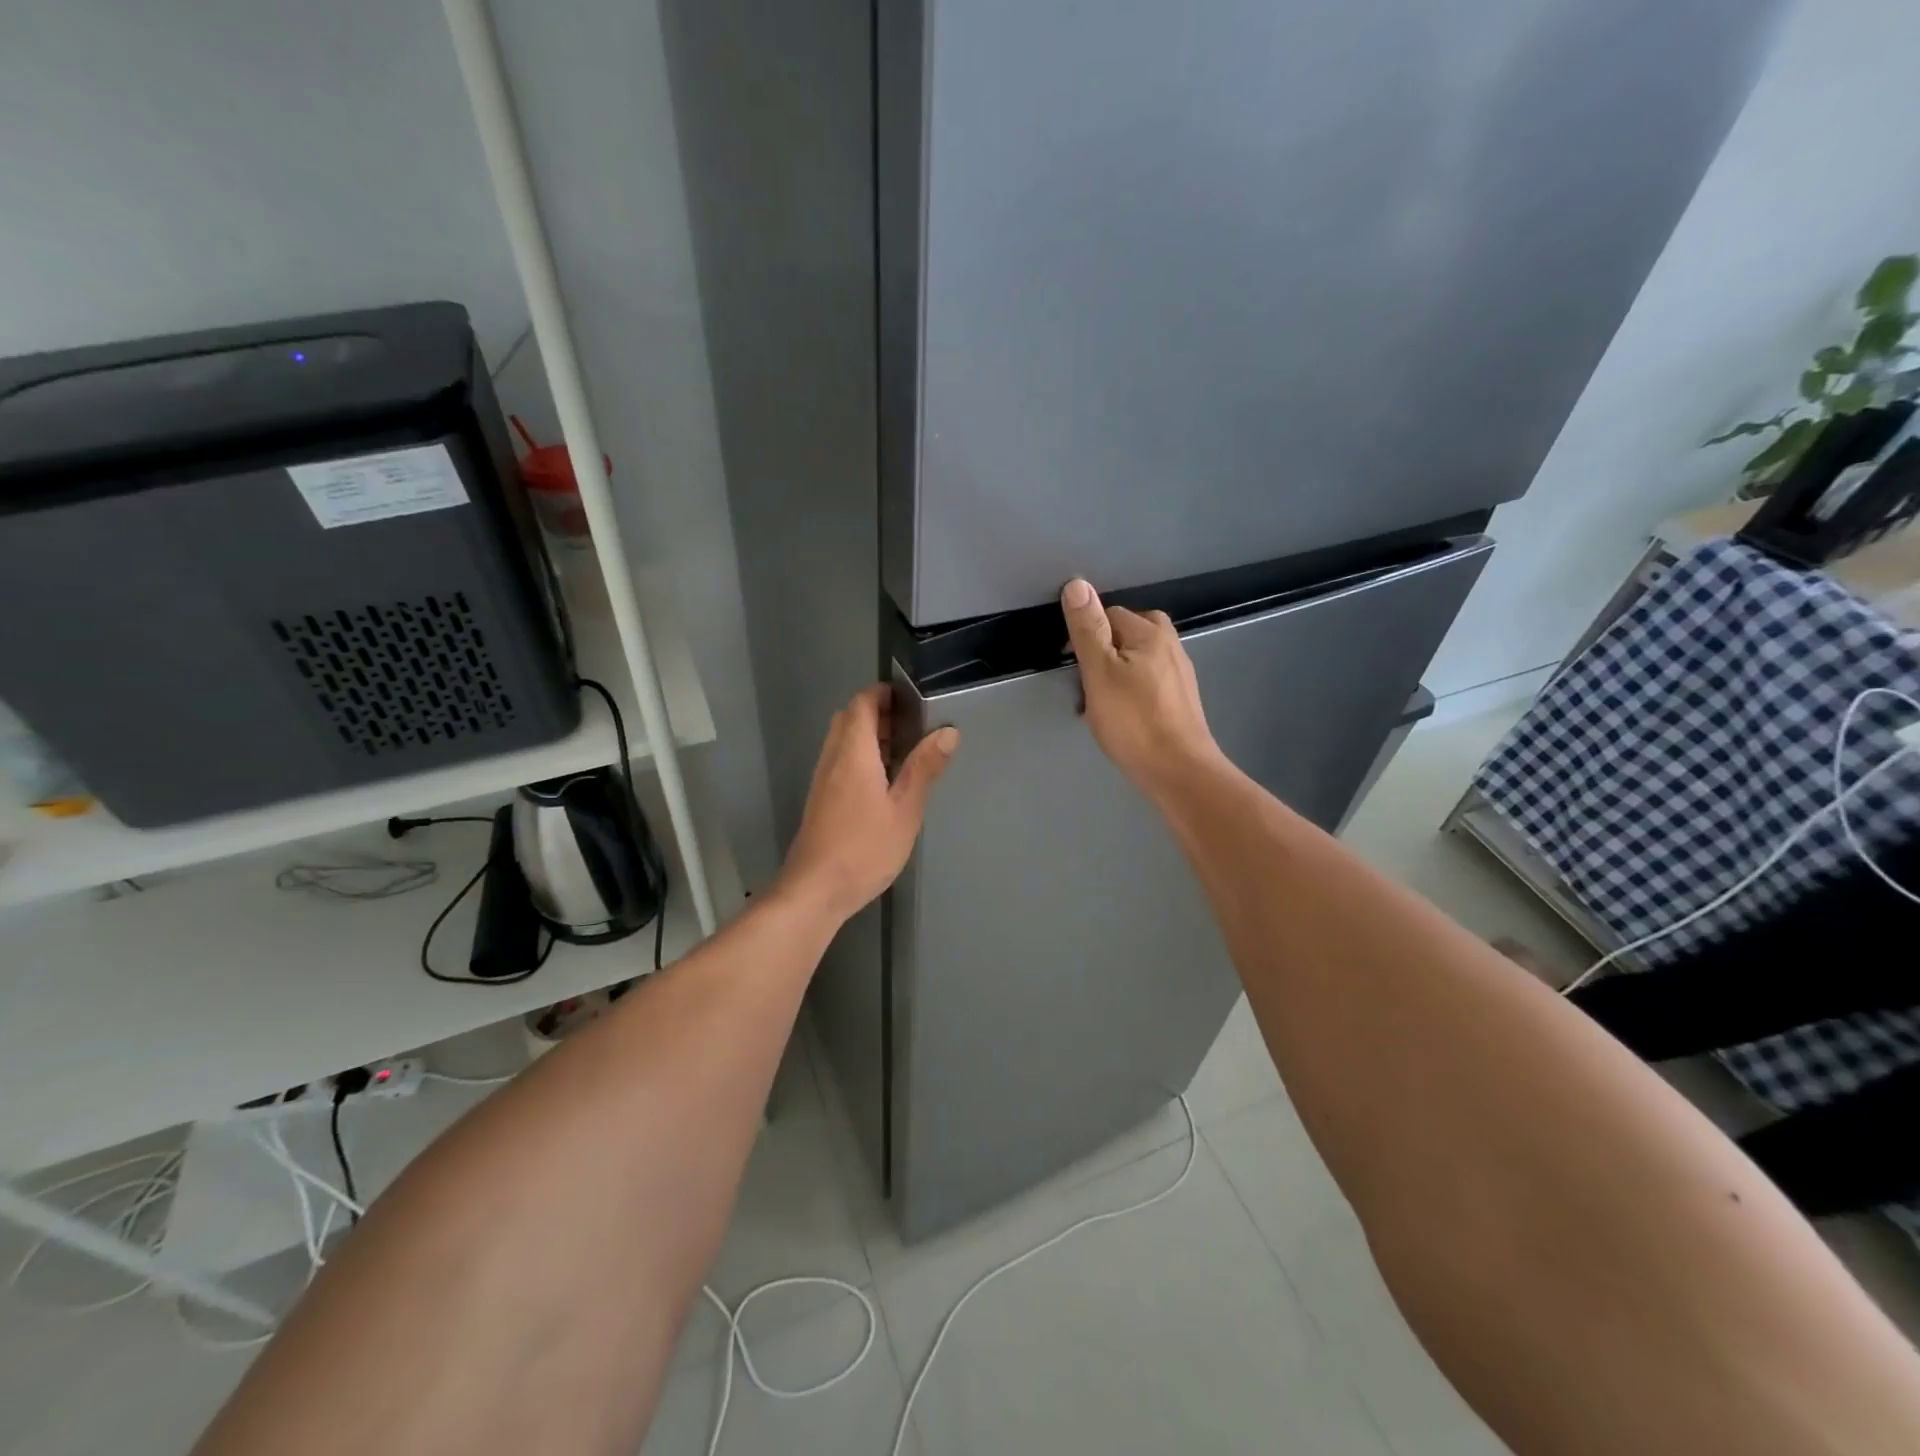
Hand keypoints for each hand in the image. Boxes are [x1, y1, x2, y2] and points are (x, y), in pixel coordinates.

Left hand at [775, 684, 959, 922]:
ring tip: (903, 754)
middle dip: (878, 714)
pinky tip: (882, 784)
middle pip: (849, 719)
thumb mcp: (905, 809)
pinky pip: (839, 762)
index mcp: (853, 753)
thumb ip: (924, 768)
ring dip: (869, 737)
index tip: (910, 698)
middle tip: (912, 727)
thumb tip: (948, 732)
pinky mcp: (820, 800)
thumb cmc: (864, 848)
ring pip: (842, 741)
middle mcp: (832, 758)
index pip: (862, 703)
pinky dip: (860, 758)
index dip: (883, 693)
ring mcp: (822, 780)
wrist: (815, 890)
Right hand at [1061, 578, 1221, 797]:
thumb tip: (1078, 584)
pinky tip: (1124, 714)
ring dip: (1117, 672)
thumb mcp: (1099, 673)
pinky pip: (1149, 681)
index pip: (1109, 615)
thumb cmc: (1133, 722)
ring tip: (1101, 702)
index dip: (1086, 635)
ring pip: (1138, 658)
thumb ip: (1088, 629)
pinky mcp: (1182, 700)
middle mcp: (1170, 645)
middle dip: (1104, 651)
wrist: (1178, 771)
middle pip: (1128, 633)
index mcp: (1150, 633)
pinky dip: (1132, 690)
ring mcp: (1180, 674)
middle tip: (1087, 682)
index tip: (1072, 666)